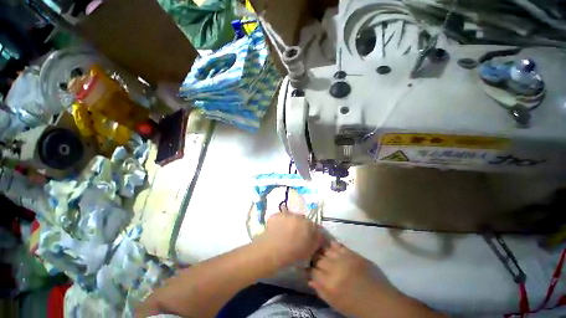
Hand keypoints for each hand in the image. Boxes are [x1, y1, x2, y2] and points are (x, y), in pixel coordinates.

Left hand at [256, 212, 321, 269]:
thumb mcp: (309, 251)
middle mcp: (298, 216)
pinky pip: (281, 217)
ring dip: (291, 223)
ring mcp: (286, 214)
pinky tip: (277, 231)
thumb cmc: (291, 254)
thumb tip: (318, 236)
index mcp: (308, 224)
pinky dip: (281, 222)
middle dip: (301, 226)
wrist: (270, 251)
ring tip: (285, 233)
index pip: (314, 226)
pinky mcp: (276, 214)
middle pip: (302, 220)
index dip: (311, 233)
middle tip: (296, 236)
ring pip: (291, 217)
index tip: (307, 238)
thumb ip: (316, 241)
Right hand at [309, 241, 388, 316]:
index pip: (313, 270)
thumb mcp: (336, 304)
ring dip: (322, 251)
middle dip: (314, 258)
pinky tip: (330, 245)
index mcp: (330, 284)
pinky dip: (333, 245)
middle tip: (313, 258)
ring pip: (327, 250)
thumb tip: (309, 280)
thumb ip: (321, 292)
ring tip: (320, 251)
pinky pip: (339, 246)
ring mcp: (344, 259)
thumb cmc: (357, 307)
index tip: (308, 267)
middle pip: (318, 258)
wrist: (381, 302)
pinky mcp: (353, 254)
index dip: (309, 268)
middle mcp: (335, 268)